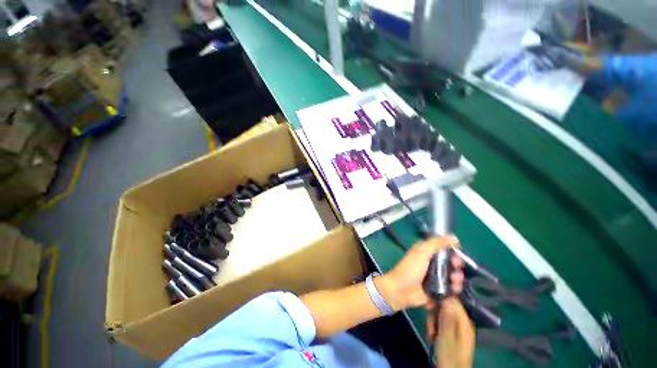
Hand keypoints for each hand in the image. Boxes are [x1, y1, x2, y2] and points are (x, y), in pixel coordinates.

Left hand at [375, 236, 463, 311]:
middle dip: (457, 265)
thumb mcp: (422, 253)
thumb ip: (436, 244)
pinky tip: (454, 289)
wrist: (401, 290)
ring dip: (457, 278)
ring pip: (453, 275)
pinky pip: (451, 288)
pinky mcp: (438, 289)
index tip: (456, 254)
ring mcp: (435, 276)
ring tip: (454, 281)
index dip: (452, 251)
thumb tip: (454, 237)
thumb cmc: (410, 269)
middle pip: (451, 262)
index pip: (444, 248)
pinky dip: (455, 288)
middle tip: (455, 268)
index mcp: (427, 252)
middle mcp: (432, 262)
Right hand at [432, 298, 474, 367]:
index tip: (429, 304)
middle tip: (430, 325)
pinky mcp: (452, 332)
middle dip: (434, 313)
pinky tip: (433, 335)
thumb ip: (447, 316)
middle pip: (445, 306)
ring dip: (433, 321)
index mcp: (464, 320)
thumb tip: (446, 295)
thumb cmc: (449, 354)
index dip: (439, 298)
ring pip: (441, 314)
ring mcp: (458, 327)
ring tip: (431, 333)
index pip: (452, 299)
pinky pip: (441, 321)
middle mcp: (462, 321)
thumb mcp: (446, 335)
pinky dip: (435, 326)